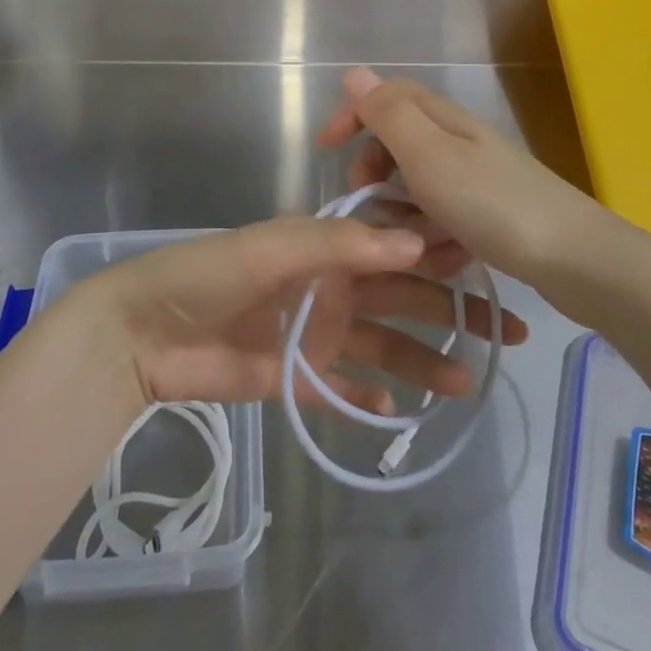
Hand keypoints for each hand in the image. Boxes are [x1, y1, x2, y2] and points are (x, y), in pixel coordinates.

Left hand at [94, 215, 527, 408]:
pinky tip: (400, 408)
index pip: (397, 246)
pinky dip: (371, 395)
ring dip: (424, 361)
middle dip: (453, 311)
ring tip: (468, 383)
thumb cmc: (208, 274)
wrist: (144, 333)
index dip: (443, 254)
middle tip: (506, 332)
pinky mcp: (297, 376)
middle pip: (403, 298)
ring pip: (384, 346)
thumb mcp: (273, 246)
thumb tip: (418, 241)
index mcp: (328, 246)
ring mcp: (317, 333)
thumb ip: (341, 244)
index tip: (493, 266)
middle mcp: (332, 286)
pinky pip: (344, 386)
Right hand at [318, 67, 612, 288]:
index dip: (352, 115)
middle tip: (366, 203)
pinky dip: (434, 235)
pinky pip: (444, 216)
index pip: (387, 98)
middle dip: (374, 171)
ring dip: (403, 213)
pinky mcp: (491, 214)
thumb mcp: (430, 156)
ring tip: (409, 245)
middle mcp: (460, 142)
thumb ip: (390, 114)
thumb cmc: (493, 205)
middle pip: (399, 142)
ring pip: (419, 186)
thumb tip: (356, 73)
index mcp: (443, 120)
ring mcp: (478, 179)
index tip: (325, 149)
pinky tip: (443, 259)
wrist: (576, 260)